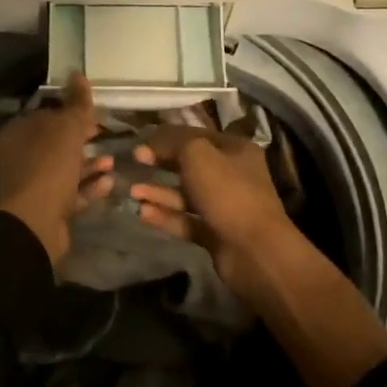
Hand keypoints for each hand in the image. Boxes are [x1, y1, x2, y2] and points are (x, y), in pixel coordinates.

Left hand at [0, 74, 112, 264]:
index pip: (46, 115)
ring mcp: (32, 185)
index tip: (96, 115)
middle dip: (83, 140)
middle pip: (56, 143)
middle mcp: (20, 157)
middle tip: (108, 137)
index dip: (71, 113)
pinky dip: (89, 186)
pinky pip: (71, 193)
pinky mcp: (46, 208)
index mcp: (18, 133)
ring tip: (113, 161)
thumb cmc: (49, 166)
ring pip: (64, 169)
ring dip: (90, 164)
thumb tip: (77, 73)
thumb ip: (76, 103)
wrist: (36, 223)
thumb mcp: (67, 128)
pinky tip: (110, 182)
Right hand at [134, 124, 386, 386]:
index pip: (196, 135)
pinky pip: (186, 220)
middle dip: (161, 163)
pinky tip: (142, 213)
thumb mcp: (198, 155)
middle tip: (134, 162)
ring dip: (159, 191)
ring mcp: (224, 206)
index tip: (140, 143)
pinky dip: (166, 216)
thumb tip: (151, 143)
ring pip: (185, 194)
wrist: (254, 251)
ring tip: (132, 191)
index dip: (167, 137)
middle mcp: (231, 175)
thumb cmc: (228, 192)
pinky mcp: (215, 234)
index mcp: (234, 150)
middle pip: (189, 164)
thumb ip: (173, 143)